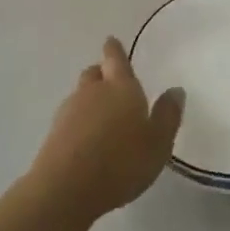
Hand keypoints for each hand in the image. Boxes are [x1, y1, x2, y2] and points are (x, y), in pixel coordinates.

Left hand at [31, 38, 184, 219]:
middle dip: (102, 73)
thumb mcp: (158, 143)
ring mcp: (69, 112)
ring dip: (90, 100)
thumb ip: (168, 115)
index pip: (116, 59)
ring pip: (81, 95)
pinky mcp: (54, 134)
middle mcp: (92, 92)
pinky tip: (89, 140)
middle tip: (112, 81)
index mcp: (121, 87)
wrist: (66, 188)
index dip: (114, 50)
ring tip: (103, 117)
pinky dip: (80, 122)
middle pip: (94, 73)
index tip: (111, 41)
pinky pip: (71, 118)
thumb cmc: (121, 162)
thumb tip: (175, 89)